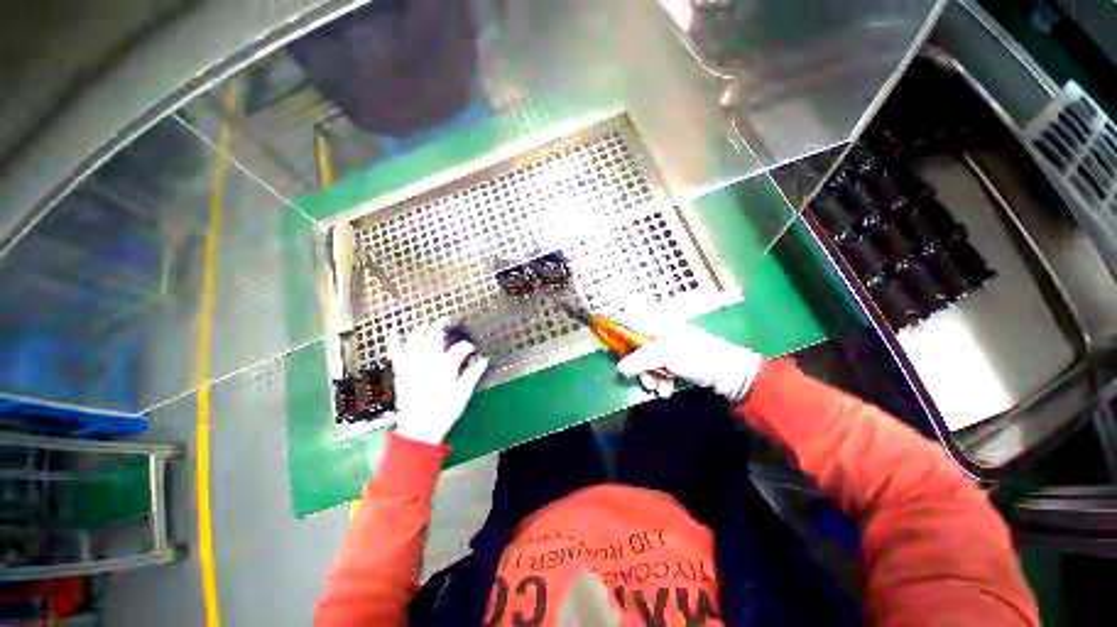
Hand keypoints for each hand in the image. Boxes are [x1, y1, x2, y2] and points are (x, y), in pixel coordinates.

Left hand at [390, 318, 488, 444]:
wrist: (419, 429)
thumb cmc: (444, 411)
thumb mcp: (463, 393)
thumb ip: (473, 374)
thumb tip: (484, 360)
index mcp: (446, 365)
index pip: (460, 347)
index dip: (468, 346)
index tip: (472, 349)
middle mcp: (428, 360)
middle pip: (435, 334)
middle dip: (442, 324)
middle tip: (448, 320)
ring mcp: (412, 365)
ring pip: (415, 338)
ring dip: (422, 329)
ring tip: (428, 325)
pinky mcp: (401, 372)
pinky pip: (396, 353)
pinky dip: (395, 342)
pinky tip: (394, 333)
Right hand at [616, 316, 762, 403]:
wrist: (730, 373)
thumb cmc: (696, 356)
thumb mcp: (664, 355)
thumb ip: (639, 360)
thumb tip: (619, 368)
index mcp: (657, 324)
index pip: (628, 320)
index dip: (615, 330)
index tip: (609, 346)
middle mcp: (660, 332)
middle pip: (635, 345)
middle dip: (637, 365)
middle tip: (643, 380)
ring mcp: (669, 347)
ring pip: (647, 360)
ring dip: (650, 376)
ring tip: (659, 389)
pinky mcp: (676, 360)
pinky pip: (659, 368)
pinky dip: (660, 379)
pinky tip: (666, 390)